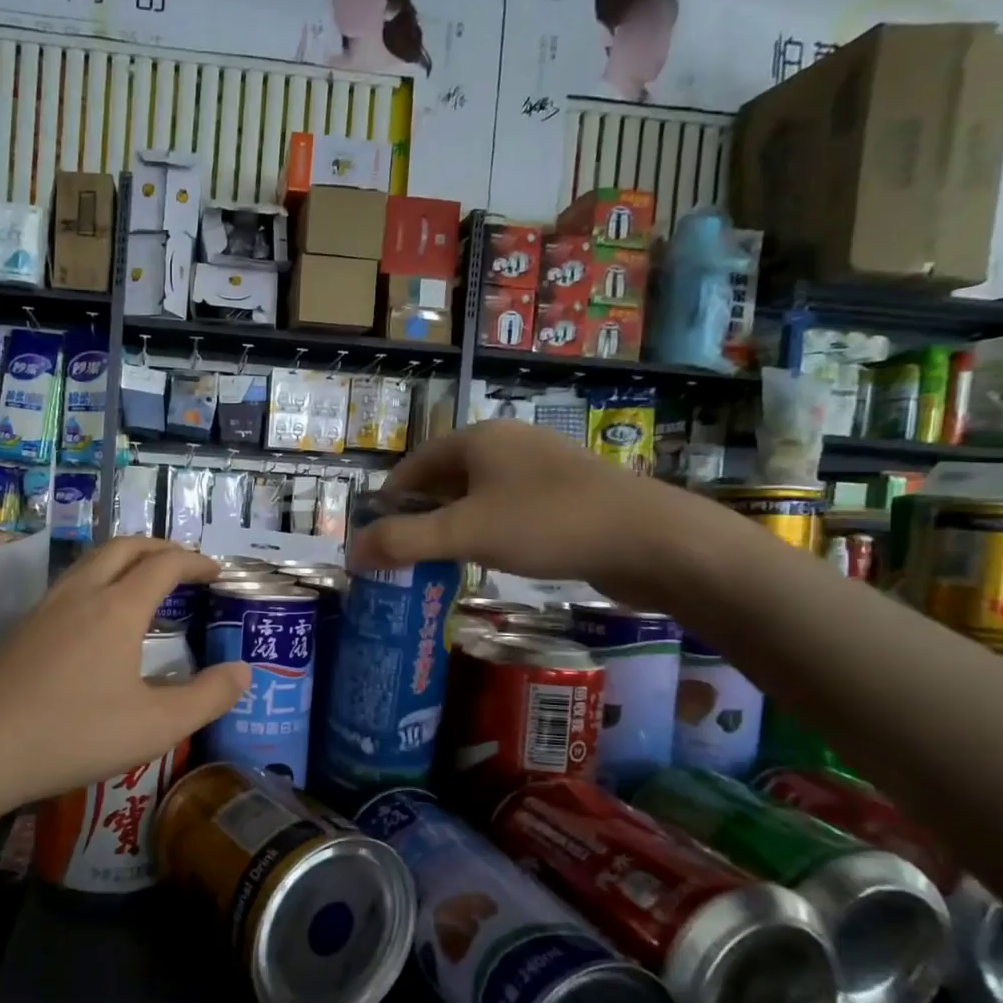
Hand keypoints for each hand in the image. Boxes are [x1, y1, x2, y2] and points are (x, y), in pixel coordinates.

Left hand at [0, 539, 246, 811]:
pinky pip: (70, 583)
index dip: (194, 562)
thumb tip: (244, 672)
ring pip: (91, 561)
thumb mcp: (155, 726)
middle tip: (183, 566)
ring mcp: (45, 607)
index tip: (216, 572)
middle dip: (159, 547)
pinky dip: (99, 579)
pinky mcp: (21, 628)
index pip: (164, 564)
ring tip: (145, 583)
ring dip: (125, 559)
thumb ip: (207, 698)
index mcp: (118, 608)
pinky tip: (98, 617)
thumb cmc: (73, 735)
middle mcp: (82, 593)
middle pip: (124, 547)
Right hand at [351, 421, 728, 609]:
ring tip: (438, 564)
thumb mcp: (464, 533)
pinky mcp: (567, 496)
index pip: (413, 465)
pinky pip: (509, 510)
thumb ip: (403, 541)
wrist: (650, 539)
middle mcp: (508, 444)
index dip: (388, 501)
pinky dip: (487, 533)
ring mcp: (541, 469)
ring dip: (452, 528)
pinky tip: (489, 561)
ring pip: (478, 497)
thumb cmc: (547, 524)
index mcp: (479, 438)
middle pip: (444, 480)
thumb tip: (352, 552)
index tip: (375, 539)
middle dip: (419, 517)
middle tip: (402, 557)